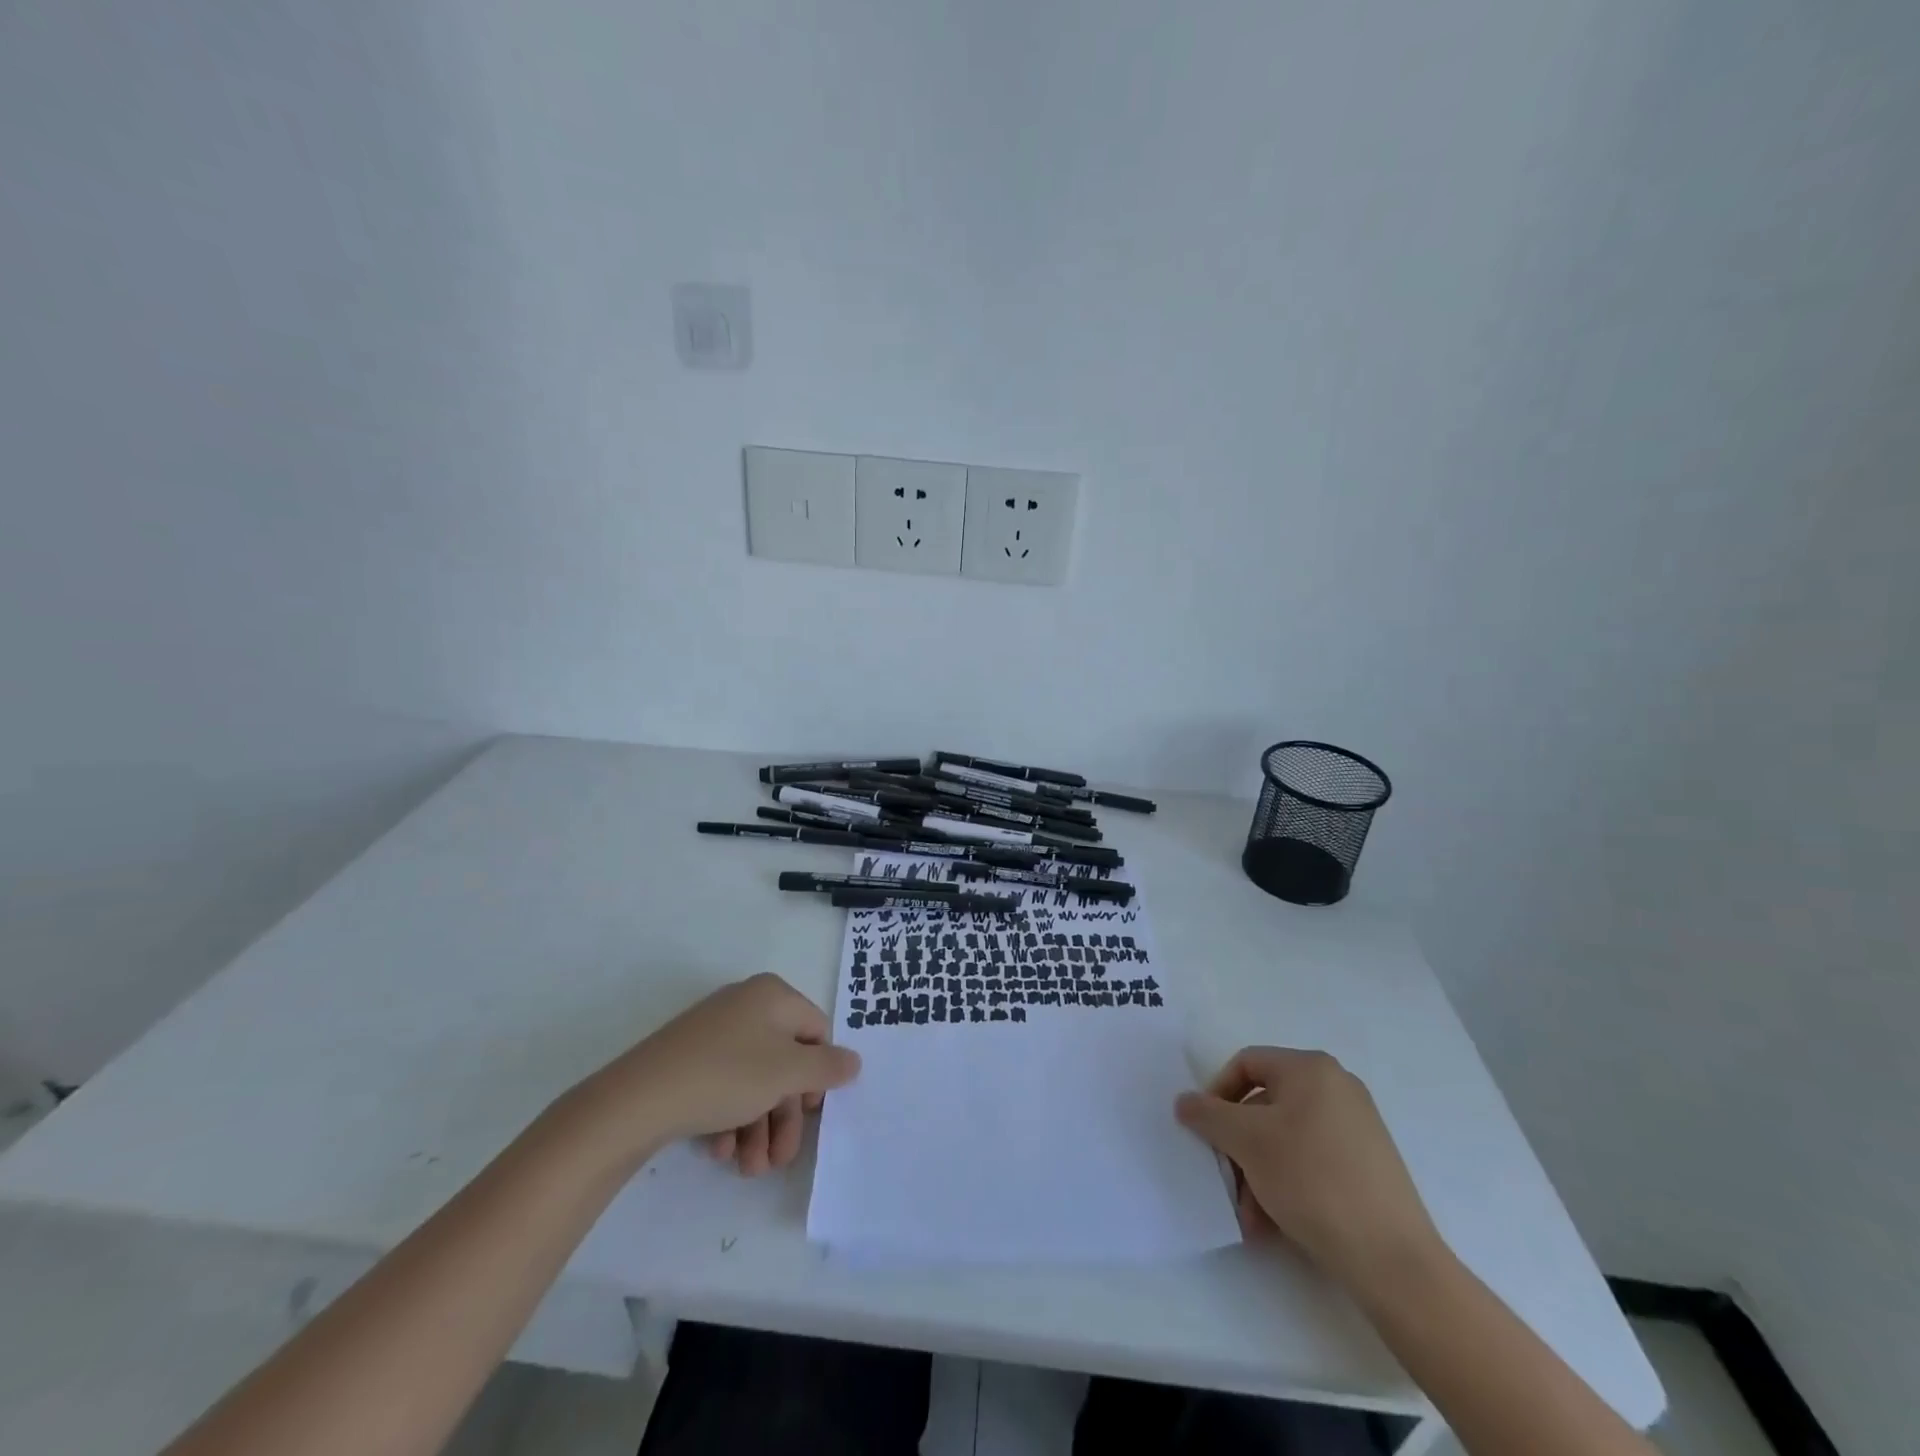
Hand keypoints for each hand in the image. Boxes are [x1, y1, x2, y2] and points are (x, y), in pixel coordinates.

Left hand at [568, 974, 859, 1175]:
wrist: (636, 1099)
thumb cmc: (726, 1075)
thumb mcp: (787, 1073)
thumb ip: (828, 1067)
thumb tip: (854, 1061)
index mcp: (773, 996)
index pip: (816, 1030)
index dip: (819, 1073)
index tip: (810, 1112)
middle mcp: (746, 1005)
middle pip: (784, 1061)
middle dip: (785, 1115)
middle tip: (780, 1159)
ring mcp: (714, 1031)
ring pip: (754, 1079)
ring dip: (759, 1126)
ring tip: (748, 1169)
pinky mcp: (689, 1058)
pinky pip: (725, 1084)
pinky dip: (730, 1118)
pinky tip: (722, 1151)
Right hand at [1175, 1048, 1444, 1293]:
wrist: (1393, 1260)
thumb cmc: (1312, 1180)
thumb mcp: (1247, 1141)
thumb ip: (1208, 1115)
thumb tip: (1185, 1101)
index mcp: (1311, 1069)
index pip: (1246, 1064)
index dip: (1217, 1094)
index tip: (1206, 1133)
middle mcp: (1337, 1088)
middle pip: (1265, 1104)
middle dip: (1238, 1145)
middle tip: (1226, 1180)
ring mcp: (1357, 1127)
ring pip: (1286, 1139)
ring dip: (1258, 1172)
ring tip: (1251, 1217)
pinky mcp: (1368, 1165)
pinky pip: (1311, 1161)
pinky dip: (1287, 1184)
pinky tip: (1275, 1224)